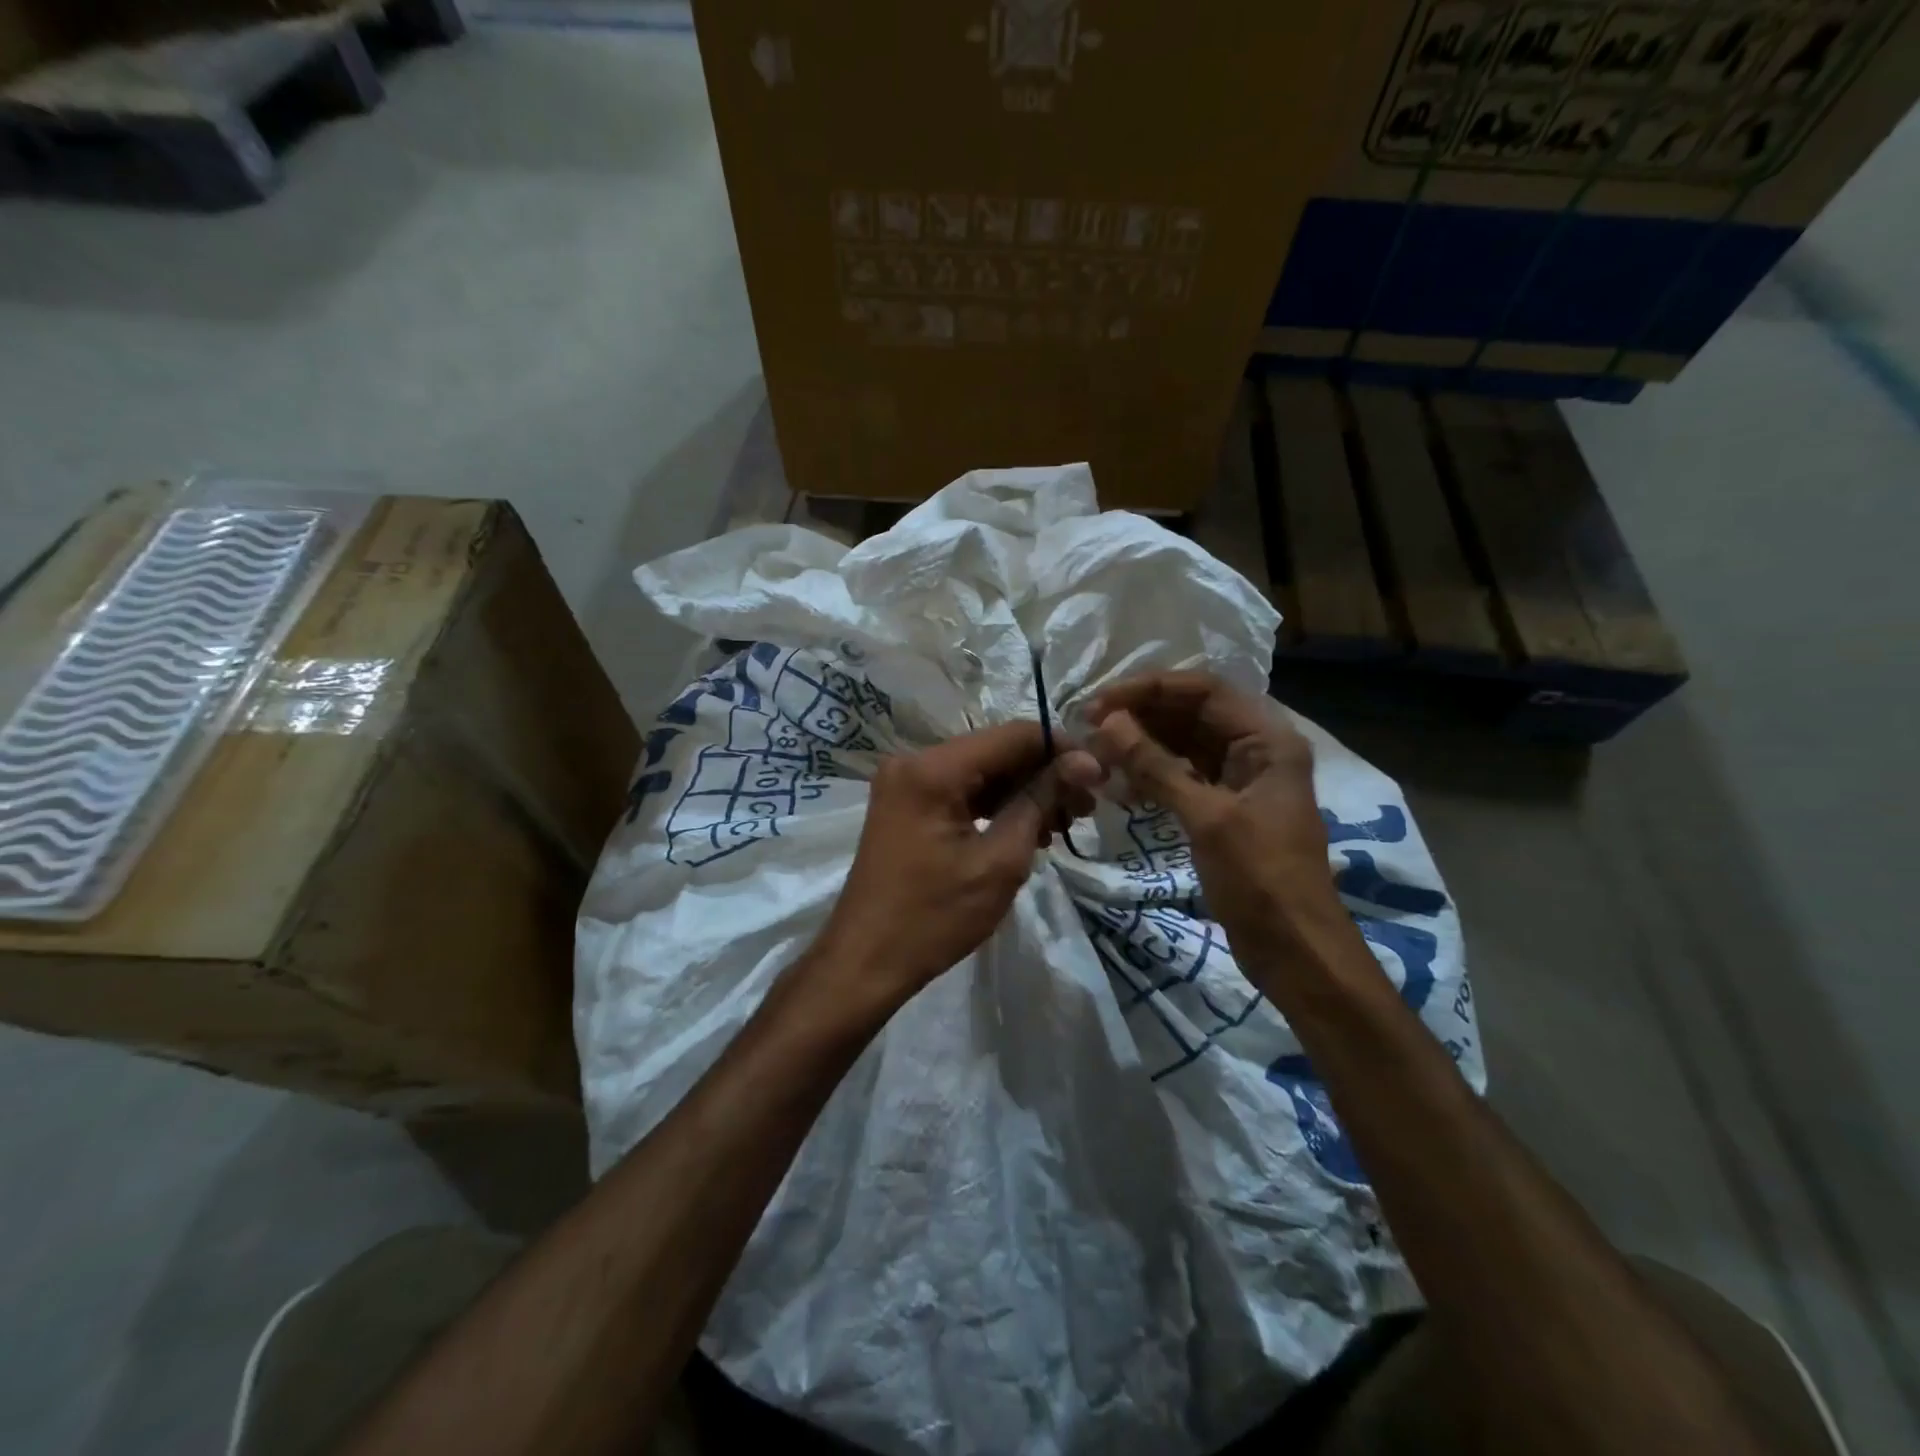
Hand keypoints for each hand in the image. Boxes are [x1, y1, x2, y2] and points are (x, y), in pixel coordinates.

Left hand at [807, 722, 1101, 1023]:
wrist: (866, 961)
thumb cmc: (935, 916)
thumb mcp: (999, 861)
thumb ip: (1040, 802)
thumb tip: (1083, 763)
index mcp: (933, 769)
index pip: (1012, 736)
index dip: (1061, 749)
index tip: (1099, 776)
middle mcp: (914, 762)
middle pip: (995, 751)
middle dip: (1044, 774)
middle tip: (1087, 807)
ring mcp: (906, 783)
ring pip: (980, 772)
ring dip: (1023, 792)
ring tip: (1064, 823)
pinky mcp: (906, 805)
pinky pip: (961, 792)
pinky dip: (995, 806)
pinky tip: (1028, 829)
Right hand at [1083, 673, 1348, 965]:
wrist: (1296, 951)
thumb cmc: (1261, 879)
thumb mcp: (1207, 818)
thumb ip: (1156, 766)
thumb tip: (1108, 723)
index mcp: (1267, 739)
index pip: (1203, 690)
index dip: (1149, 689)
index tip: (1099, 703)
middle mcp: (1255, 749)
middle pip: (1191, 714)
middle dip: (1140, 717)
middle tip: (1089, 730)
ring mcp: (1239, 780)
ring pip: (1182, 745)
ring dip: (1141, 747)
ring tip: (1098, 758)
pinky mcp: (1224, 808)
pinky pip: (1182, 777)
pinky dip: (1151, 777)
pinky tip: (1119, 789)